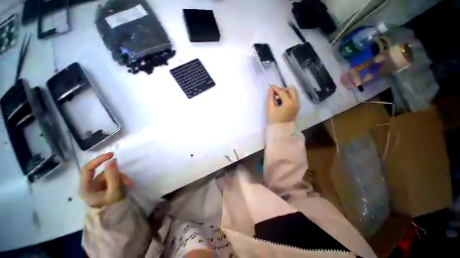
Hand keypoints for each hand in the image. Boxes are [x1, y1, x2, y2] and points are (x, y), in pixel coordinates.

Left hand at [79, 153, 133, 207]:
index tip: (112, 155)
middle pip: (103, 173)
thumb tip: (111, 160)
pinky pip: (114, 179)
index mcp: (86, 188)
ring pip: (111, 176)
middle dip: (116, 174)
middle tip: (127, 179)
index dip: (98, 160)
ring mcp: (98, 187)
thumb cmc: (111, 207)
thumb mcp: (113, 192)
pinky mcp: (105, 188)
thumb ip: (112, 176)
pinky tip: (128, 185)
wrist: (115, 219)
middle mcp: (90, 186)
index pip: (88, 169)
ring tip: (129, 184)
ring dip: (121, 178)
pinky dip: (121, 180)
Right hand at [267, 85, 299, 123]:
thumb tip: (270, 89)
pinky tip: (281, 101)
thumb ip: (270, 97)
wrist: (280, 130)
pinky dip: (288, 97)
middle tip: (275, 92)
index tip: (271, 86)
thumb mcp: (270, 108)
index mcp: (289, 103)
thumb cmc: (274, 120)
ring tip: (277, 97)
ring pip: (294, 94)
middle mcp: (296, 102)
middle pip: (291, 90)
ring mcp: (297, 105)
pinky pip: (294, 99)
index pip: (282, 92)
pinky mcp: (297, 108)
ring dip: (286, 93)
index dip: (276, 88)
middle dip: (283, 89)